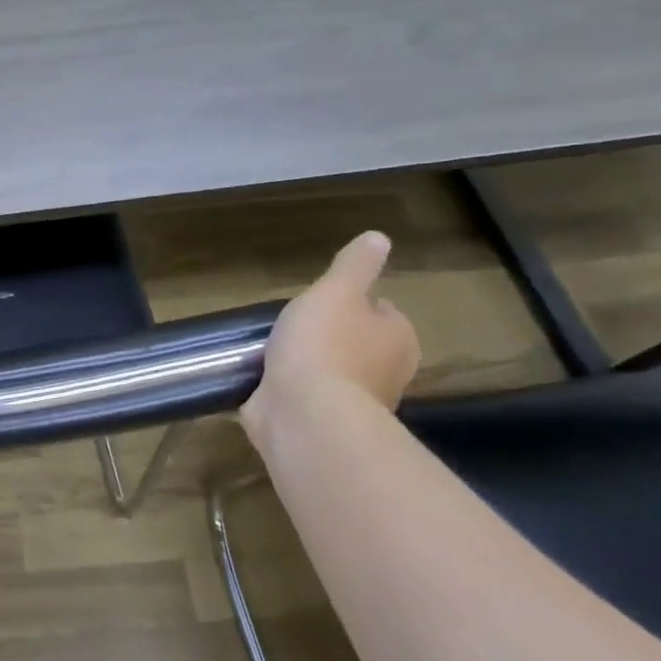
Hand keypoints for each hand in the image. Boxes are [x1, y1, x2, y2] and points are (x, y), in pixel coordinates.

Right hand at [243, 231, 419, 435]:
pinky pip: (305, 398)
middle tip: (292, 325)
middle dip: (328, 336)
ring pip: (329, 372)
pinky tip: (263, 380)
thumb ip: (354, 266)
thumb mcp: (336, 291)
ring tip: (269, 351)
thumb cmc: (323, 345)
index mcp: (397, 338)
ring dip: (305, 364)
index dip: (351, 303)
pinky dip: (288, 389)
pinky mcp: (321, 422)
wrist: (304, 413)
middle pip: (356, 343)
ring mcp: (353, 402)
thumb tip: (379, 238)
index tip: (322, 301)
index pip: (380, 311)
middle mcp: (385, 372)